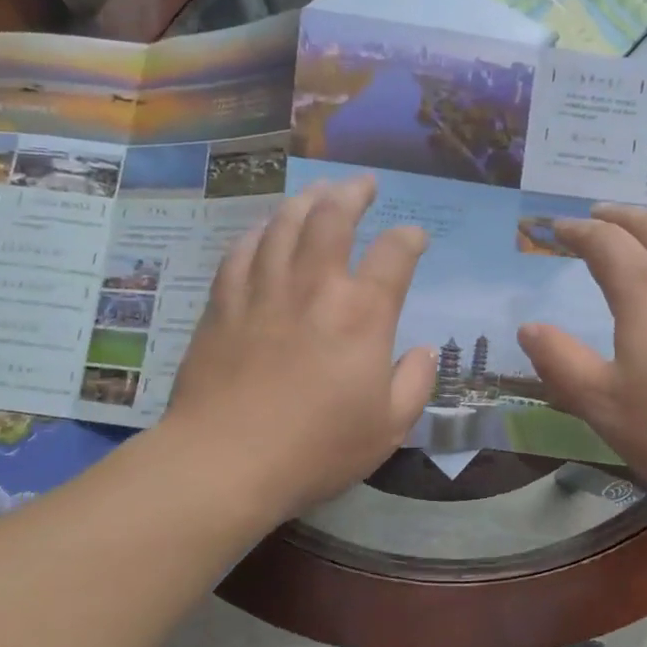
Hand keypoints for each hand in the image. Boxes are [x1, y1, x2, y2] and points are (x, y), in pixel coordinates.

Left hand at [161, 176, 434, 520]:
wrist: (226, 462)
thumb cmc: (317, 449)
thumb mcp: (389, 427)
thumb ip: (415, 382)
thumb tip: (423, 351)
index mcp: (362, 314)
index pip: (394, 254)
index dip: (409, 238)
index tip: (414, 238)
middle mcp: (314, 286)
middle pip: (332, 217)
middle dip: (353, 193)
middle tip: (363, 184)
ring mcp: (263, 290)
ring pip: (284, 223)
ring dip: (306, 200)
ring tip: (319, 191)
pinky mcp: (223, 304)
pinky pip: (242, 250)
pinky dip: (259, 231)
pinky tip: (265, 228)